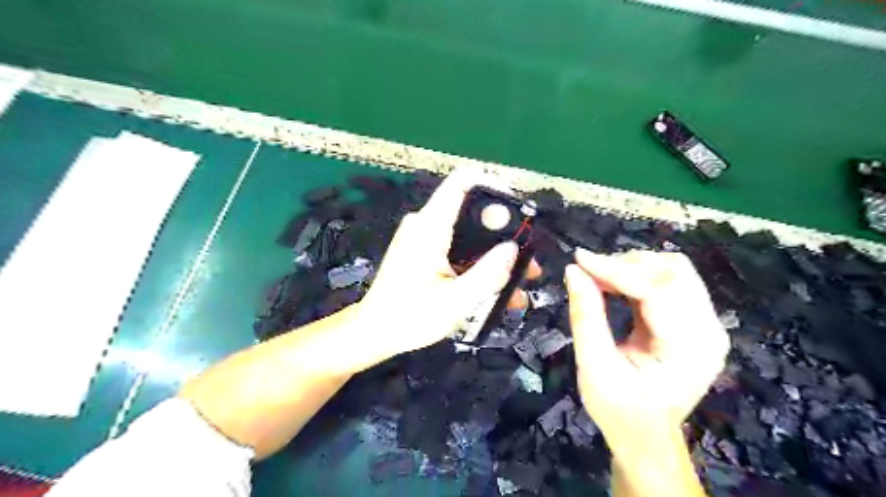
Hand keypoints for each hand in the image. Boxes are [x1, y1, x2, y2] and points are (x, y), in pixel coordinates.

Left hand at [355, 172, 527, 362]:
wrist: (375, 332)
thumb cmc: (409, 317)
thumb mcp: (456, 301)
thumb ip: (488, 274)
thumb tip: (513, 248)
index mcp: (430, 227)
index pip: (462, 182)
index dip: (494, 185)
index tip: (520, 209)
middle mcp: (426, 224)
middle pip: (472, 210)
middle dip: (505, 231)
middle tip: (527, 258)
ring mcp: (424, 237)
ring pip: (469, 232)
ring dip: (495, 252)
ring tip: (520, 279)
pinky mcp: (424, 251)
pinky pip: (458, 247)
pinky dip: (478, 262)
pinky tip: (497, 287)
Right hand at [564, 248, 730, 457]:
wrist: (645, 436)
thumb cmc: (619, 411)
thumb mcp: (594, 367)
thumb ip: (585, 316)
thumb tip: (573, 270)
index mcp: (690, 349)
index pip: (657, 289)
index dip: (615, 269)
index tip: (579, 258)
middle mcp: (708, 331)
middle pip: (673, 271)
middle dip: (626, 264)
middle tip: (588, 272)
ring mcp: (705, 324)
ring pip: (672, 270)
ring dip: (632, 266)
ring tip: (598, 277)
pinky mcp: (693, 320)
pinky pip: (668, 282)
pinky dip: (637, 276)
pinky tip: (613, 284)